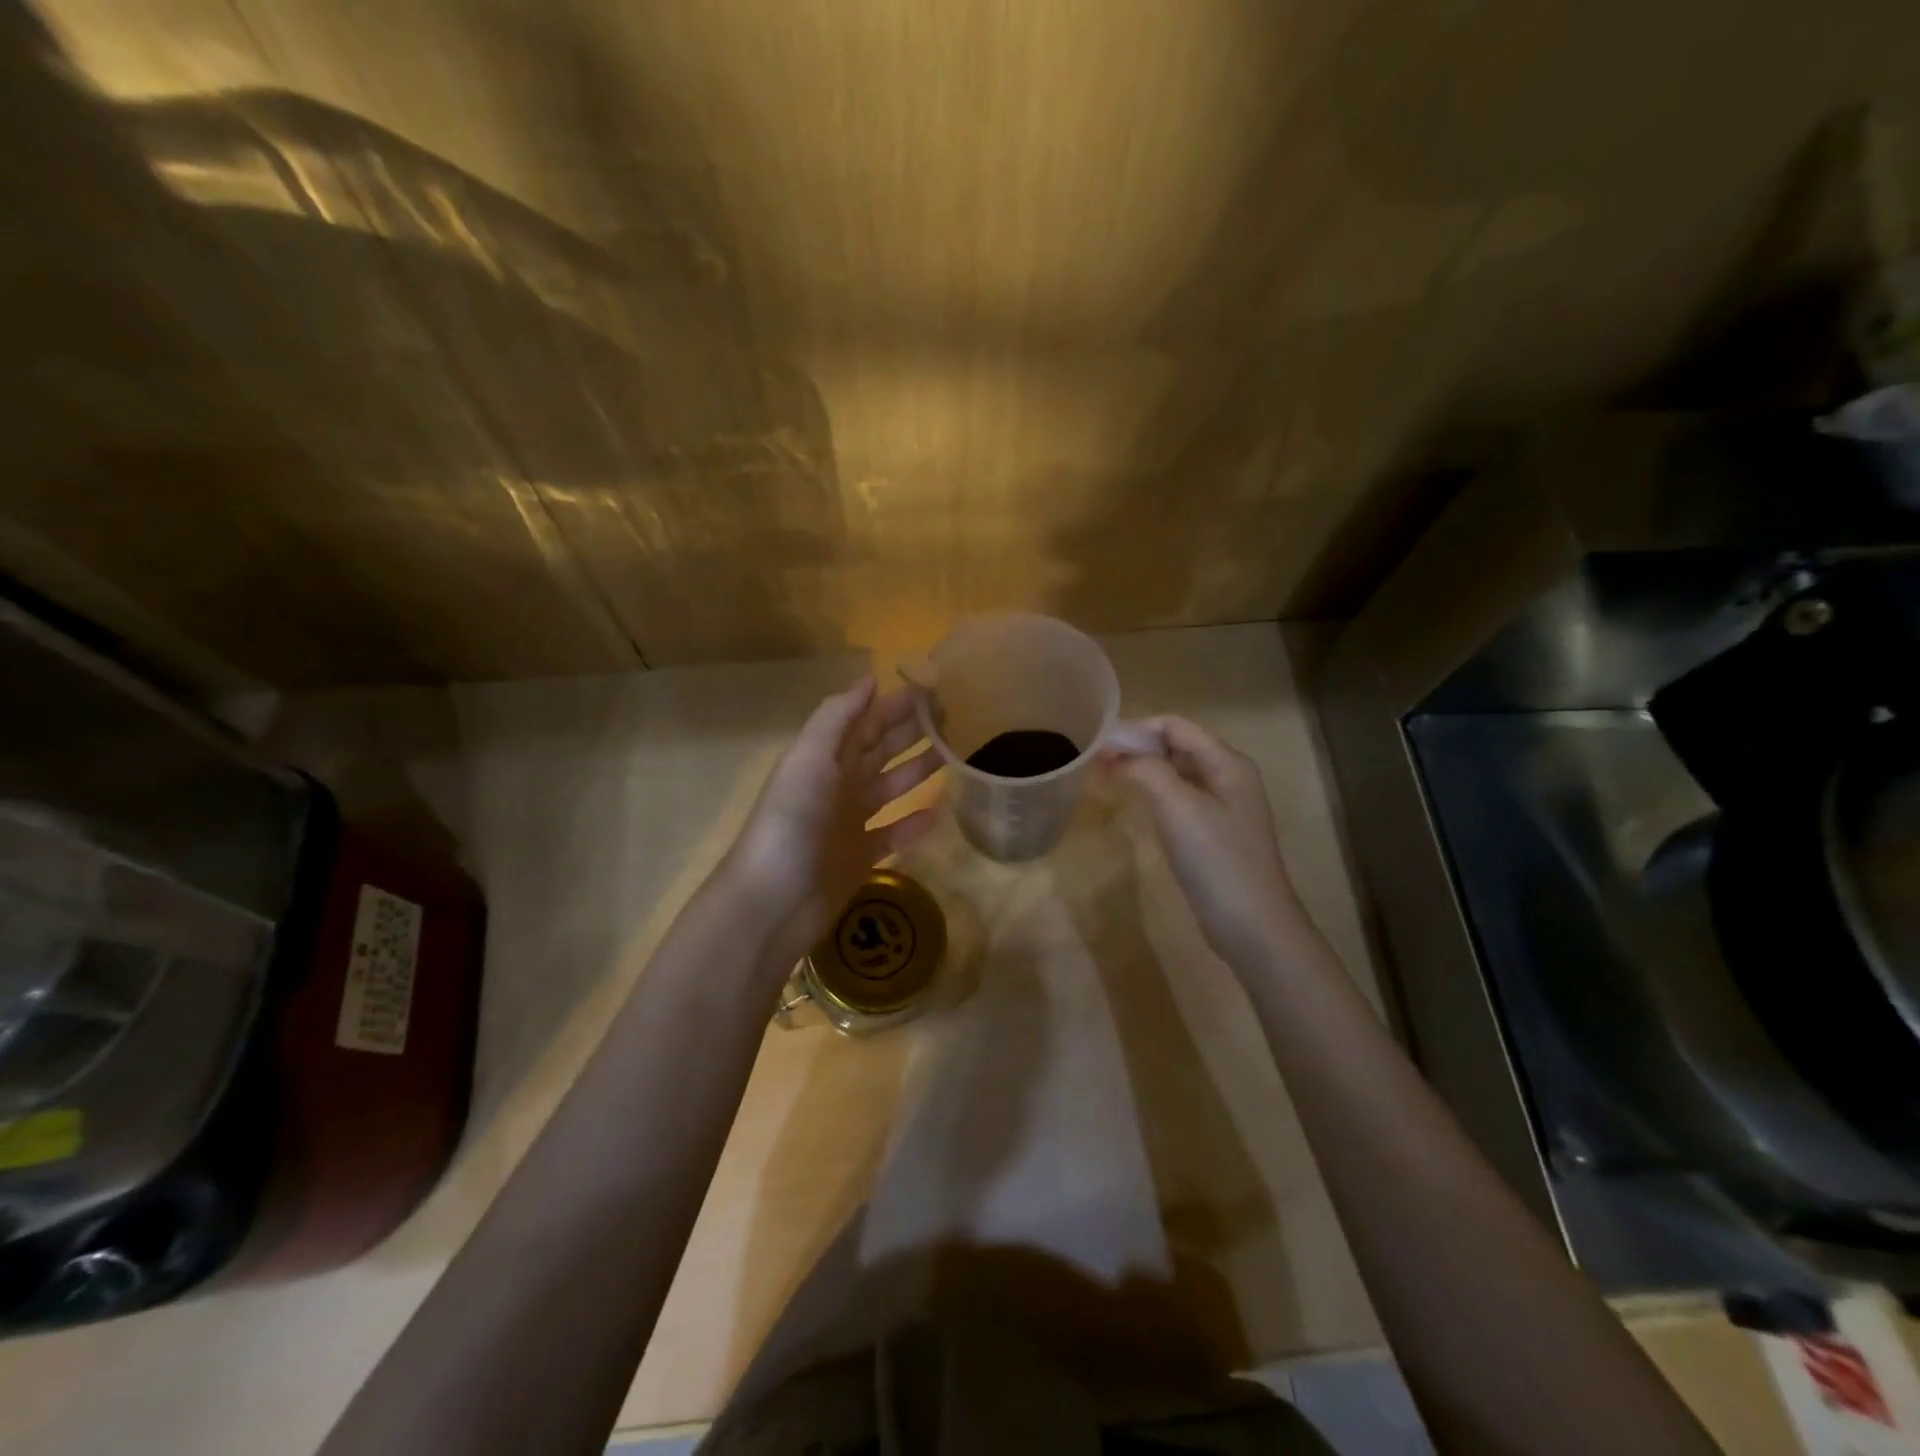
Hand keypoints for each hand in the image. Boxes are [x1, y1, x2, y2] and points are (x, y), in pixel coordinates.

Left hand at [724, 677, 940, 958]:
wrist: (772, 902)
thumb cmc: (791, 822)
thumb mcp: (808, 759)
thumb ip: (837, 718)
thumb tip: (869, 679)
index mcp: (824, 758)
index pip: (866, 722)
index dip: (896, 705)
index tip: (936, 689)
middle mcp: (837, 785)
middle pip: (881, 750)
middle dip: (913, 733)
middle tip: (958, 718)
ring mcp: (849, 823)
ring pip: (891, 788)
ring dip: (919, 771)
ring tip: (956, 755)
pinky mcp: (860, 857)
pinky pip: (893, 833)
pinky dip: (914, 823)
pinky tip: (939, 812)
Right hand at [1105, 715, 1305, 966]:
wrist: (1251, 926)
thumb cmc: (1216, 860)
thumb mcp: (1178, 807)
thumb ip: (1147, 770)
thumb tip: (1118, 755)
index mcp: (1227, 763)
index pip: (1175, 726)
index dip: (1136, 728)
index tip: (1099, 743)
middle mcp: (1227, 777)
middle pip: (1176, 746)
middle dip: (1137, 748)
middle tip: (1096, 763)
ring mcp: (1221, 807)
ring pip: (1175, 773)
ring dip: (1142, 770)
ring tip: (1106, 778)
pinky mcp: (1211, 833)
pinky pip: (1178, 799)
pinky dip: (1152, 793)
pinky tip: (1133, 804)